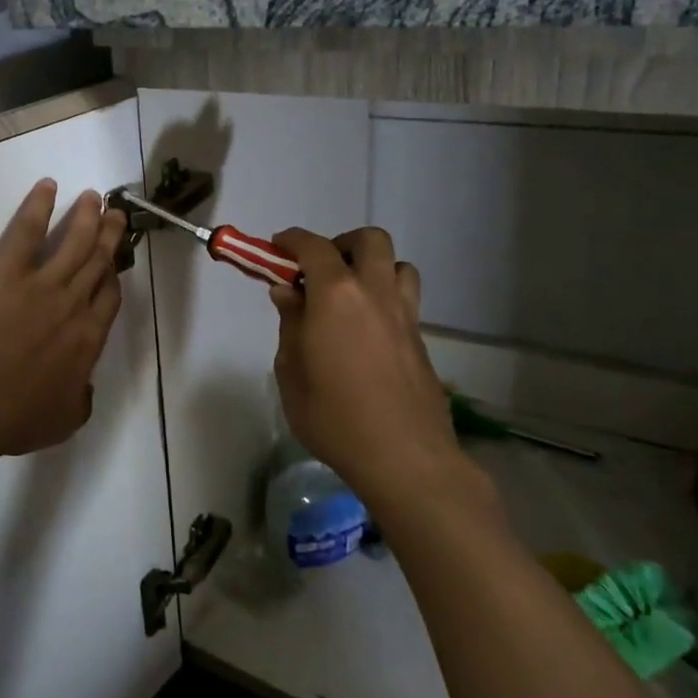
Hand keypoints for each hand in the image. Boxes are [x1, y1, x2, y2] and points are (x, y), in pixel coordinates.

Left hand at [0, 179, 127, 460]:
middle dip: (109, 236)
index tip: (114, 263)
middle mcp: (73, 304)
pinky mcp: (7, 269)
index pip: (108, 298)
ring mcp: (42, 283)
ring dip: (86, 216)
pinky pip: (27, 229)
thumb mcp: (61, 422)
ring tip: (94, 198)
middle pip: (98, 262)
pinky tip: (47, 186)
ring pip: (74, 241)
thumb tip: (84, 386)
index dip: (112, 276)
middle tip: (116, 215)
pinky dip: (38, 204)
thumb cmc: (12, 418)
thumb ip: (80, 400)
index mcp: (88, 340)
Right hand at [268, 227, 469, 500]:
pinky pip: (406, 298)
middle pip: (369, 240)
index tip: (277, 247)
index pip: (313, 246)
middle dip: (341, 244)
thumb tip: (288, 291)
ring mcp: (404, 315)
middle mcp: (374, 293)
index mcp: (336, 295)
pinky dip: (385, 297)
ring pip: (397, 265)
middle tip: (320, 271)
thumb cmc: (333, 415)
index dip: (292, 240)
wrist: (403, 457)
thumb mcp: (291, 371)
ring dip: (372, 267)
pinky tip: (367, 330)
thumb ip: (290, 323)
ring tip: (350, 295)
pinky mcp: (421, 340)